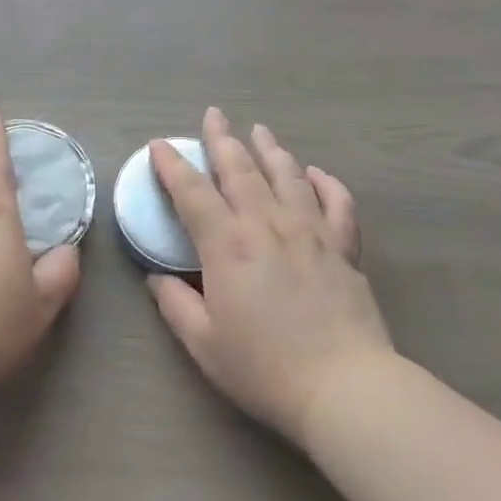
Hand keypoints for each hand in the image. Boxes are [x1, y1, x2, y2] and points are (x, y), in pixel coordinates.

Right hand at [148, 107, 391, 444]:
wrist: (344, 386)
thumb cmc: (264, 368)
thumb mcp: (203, 343)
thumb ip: (174, 304)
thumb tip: (156, 277)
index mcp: (227, 244)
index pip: (192, 192)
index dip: (172, 165)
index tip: (159, 145)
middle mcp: (267, 224)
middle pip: (240, 169)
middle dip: (222, 138)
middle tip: (213, 114)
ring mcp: (310, 231)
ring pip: (287, 175)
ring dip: (269, 149)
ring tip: (259, 130)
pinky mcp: (344, 247)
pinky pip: (337, 202)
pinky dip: (325, 182)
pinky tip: (315, 173)